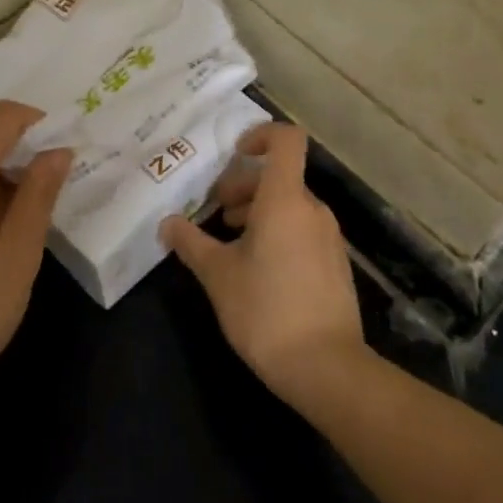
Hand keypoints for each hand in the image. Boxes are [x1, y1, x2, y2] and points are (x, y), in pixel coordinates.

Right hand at [159, 123, 366, 403]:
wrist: (326, 367)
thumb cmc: (265, 310)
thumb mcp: (217, 275)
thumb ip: (190, 243)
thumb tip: (167, 223)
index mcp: (285, 200)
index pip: (286, 140)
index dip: (260, 135)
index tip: (233, 155)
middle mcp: (313, 210)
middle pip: (280, 176)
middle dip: (244, 187)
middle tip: (216, 213)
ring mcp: (329, 237)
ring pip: (290, 206)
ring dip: (258, 212)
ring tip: (230, 242)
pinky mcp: (335, 264)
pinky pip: (303, 230)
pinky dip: (278, 233)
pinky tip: (256, 269)